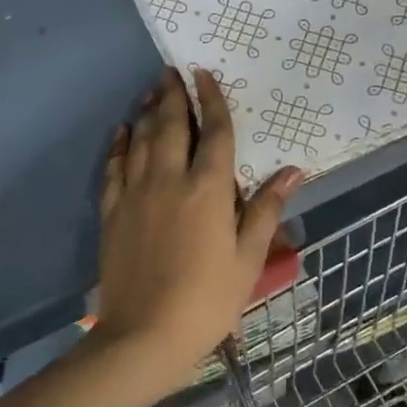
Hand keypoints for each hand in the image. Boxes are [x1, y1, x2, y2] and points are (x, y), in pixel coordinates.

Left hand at [94, 69, 301, 392]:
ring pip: (139, 139)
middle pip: (169, 125)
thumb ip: (266, 209)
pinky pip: (113, 167)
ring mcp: (135, 194)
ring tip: (150, 91)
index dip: (212, 101)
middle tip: (171, 71)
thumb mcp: (248, 259)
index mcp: (208, 189)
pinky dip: (117, 145)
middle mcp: (169, 179)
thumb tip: (294, 171)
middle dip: (172, 95)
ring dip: (145, 111)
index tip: (205, 75)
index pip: (213, 132)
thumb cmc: (208, 299)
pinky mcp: (112, 212)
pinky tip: (121, 132)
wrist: (145, 334)